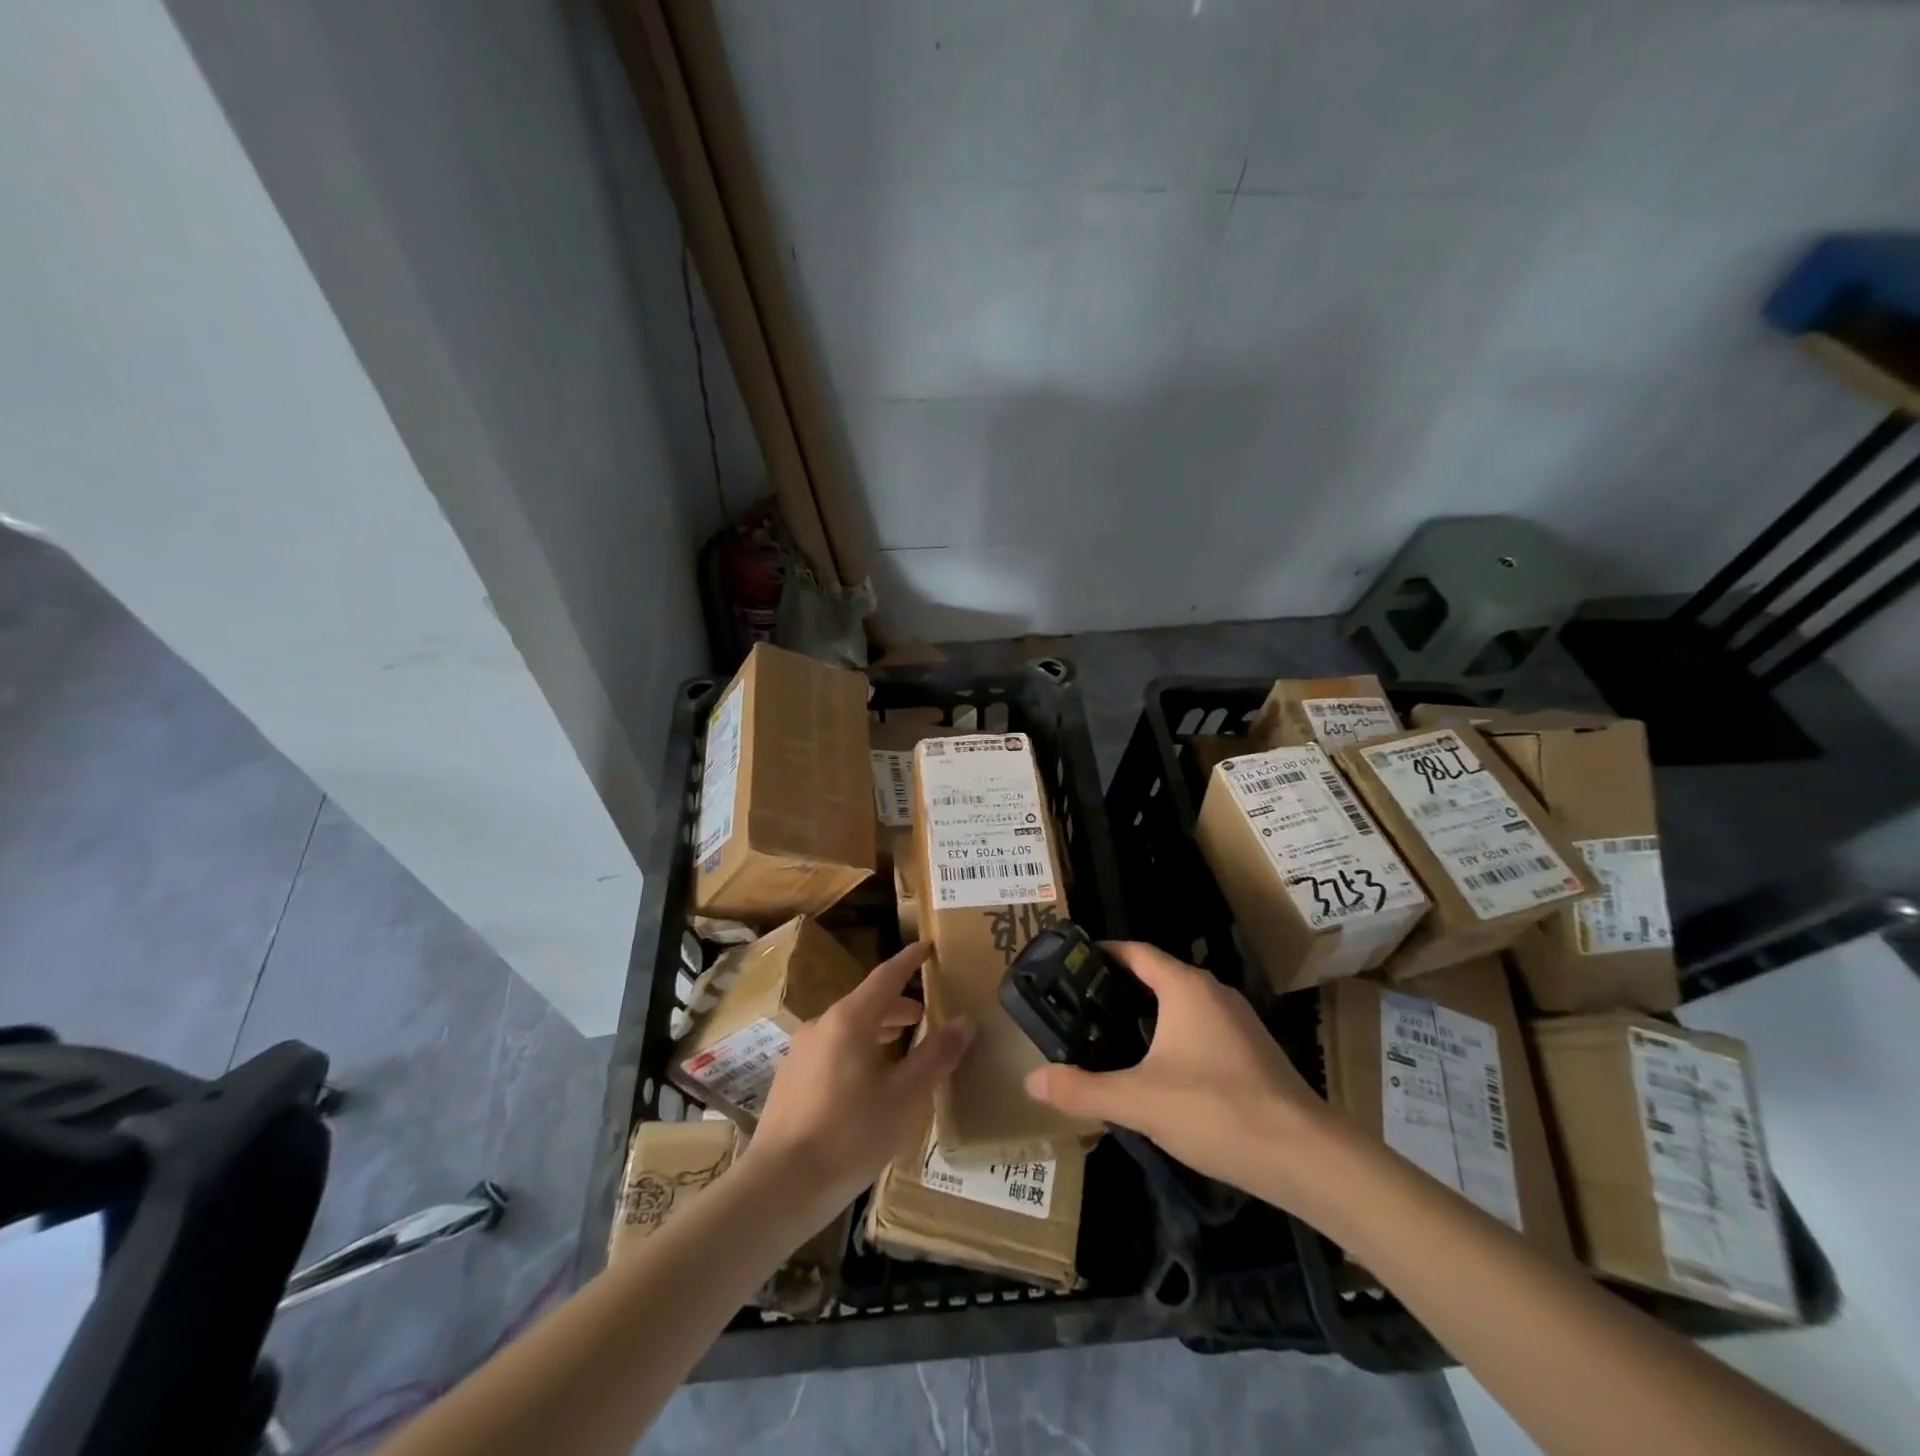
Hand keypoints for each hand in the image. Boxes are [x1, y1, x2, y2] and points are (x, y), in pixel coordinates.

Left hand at [742, 942, 972, 1231]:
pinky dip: (857, 1051)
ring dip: (878, 1031)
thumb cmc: (850, 1136)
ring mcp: (801, 1051)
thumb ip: (936, 1056)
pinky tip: (867, 1084)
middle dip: (898, 1006)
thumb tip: (964, 1021)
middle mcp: (822, 1025)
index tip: (928, 947)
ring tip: (901, 1051)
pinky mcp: (790, 1078)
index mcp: (850, 1020)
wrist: (779, 1186)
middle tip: (925, 1016)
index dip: (910, 960)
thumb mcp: (905, 1098)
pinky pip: (832, 1049)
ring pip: (848, 1028)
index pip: (886, 976)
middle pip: (867, 1003)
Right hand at [1023, 942, 1332, 1201]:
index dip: (1102, 953)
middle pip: (1156, 975)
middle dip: (1117, 988)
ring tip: (1108, 1037)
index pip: (1136, 952)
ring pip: (1180, 1004)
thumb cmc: (1217, 1110)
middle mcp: (1213, 992)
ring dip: (1146, 1014)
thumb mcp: (1139, 1101)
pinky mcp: (1251, 1050)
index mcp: (1185, 987)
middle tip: (1078, 1008)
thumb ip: (1083, 1090)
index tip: (1069, 966)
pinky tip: (1156, 1070)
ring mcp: (1237, 1021)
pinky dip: (1171, 1035)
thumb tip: (1032, 1080)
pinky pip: (1200, 1027)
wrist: (1305, 1157)